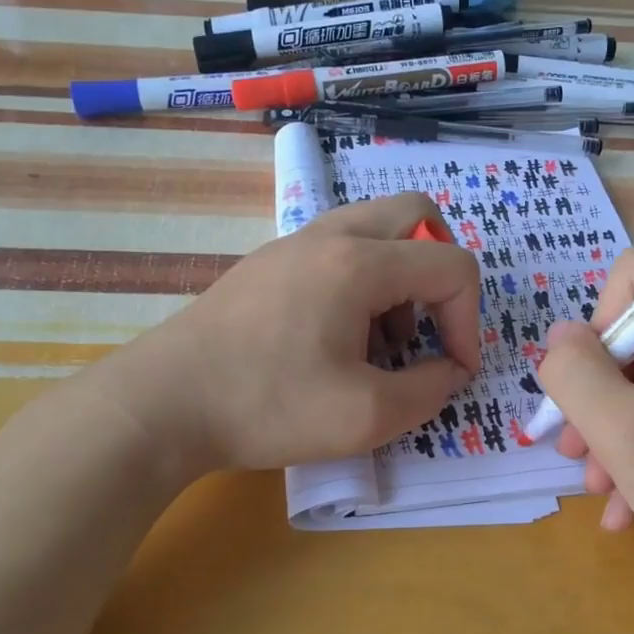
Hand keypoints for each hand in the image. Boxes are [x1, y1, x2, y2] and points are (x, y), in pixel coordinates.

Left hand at [111, 192, 481, 473]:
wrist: (163, 404)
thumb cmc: (268, 406)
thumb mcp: (367, 416)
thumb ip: (430, 390)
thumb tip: (450, 370)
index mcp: (359, 263)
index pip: (451, 266)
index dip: (470, 321)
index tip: (455, 370)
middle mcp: (329, 236)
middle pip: (418, 217)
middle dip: (442, 272)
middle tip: (430, 328)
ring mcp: (292, 245)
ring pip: (375, 230)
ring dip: (401, 278)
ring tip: (382, 344)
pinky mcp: (267, 266)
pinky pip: (337, 251)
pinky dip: (362, 283)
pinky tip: (338, 341)